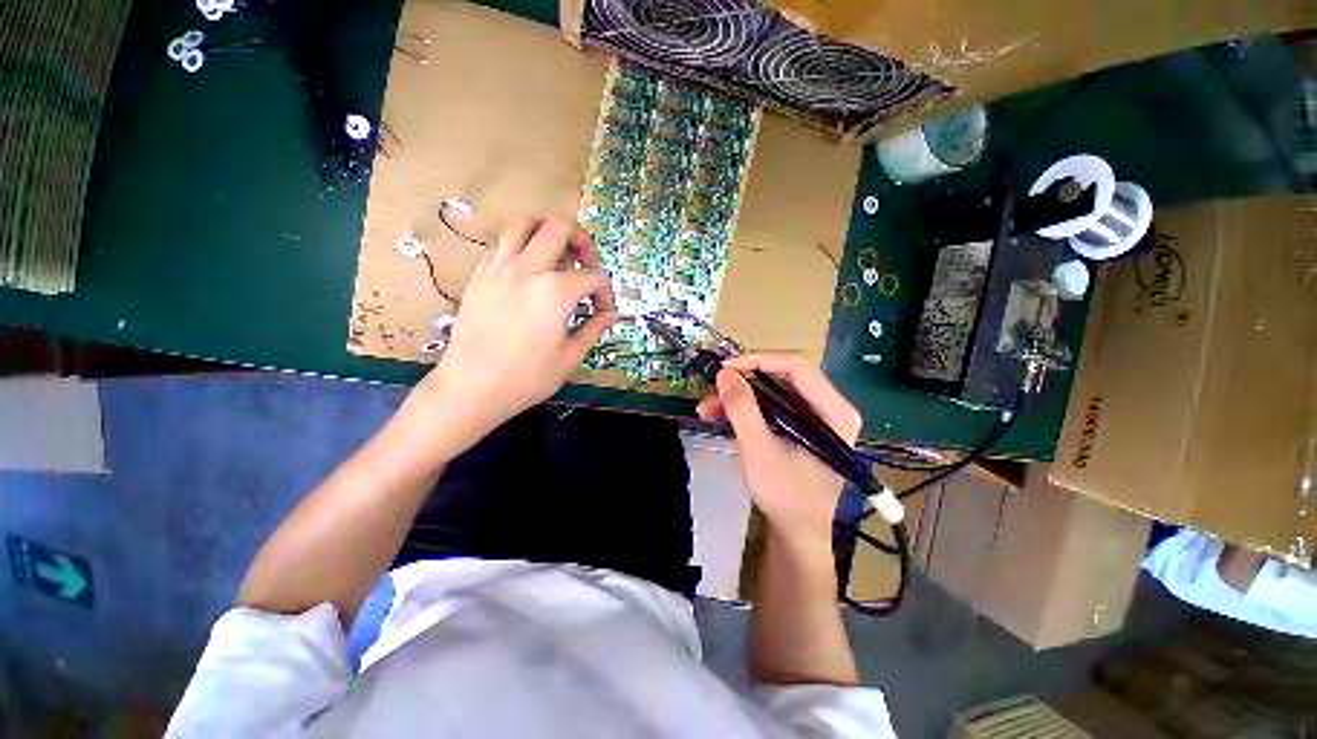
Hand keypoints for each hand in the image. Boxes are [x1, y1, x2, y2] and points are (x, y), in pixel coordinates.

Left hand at [408, 217, 617, 448]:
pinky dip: (521, 247)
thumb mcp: (569, 357)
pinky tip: (528, 272)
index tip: (603, 310)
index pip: (592, 277)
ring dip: (547, 231)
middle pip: (559, 228)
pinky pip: (503, 245)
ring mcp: (498, 268)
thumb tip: (613, 314)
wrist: (470, 389)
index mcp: (555, 291)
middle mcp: (527, 269)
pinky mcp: (479, 276)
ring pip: (524, 224)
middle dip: (582, 240)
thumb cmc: (526, 378)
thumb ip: (594, 329)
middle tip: (585, 264)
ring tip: (557, 253)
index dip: (605, 292)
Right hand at [696, 353, 860, 546]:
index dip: (759, 360)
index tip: (726, 367)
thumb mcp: (760, 450)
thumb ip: (743, 410)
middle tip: (714, 386)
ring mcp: (814, 415)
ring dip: (738, 396)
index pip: (797, 366)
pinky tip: (718, 416)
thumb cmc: (787, 495)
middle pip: (783, 375)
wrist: (798, 532)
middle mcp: (829, 406)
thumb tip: (724, 374)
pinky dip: (744, 408)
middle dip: (744, 380)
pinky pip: (770, 405)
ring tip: (707, 408)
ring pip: (772, 390)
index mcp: (834, 411)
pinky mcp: (799, 425)